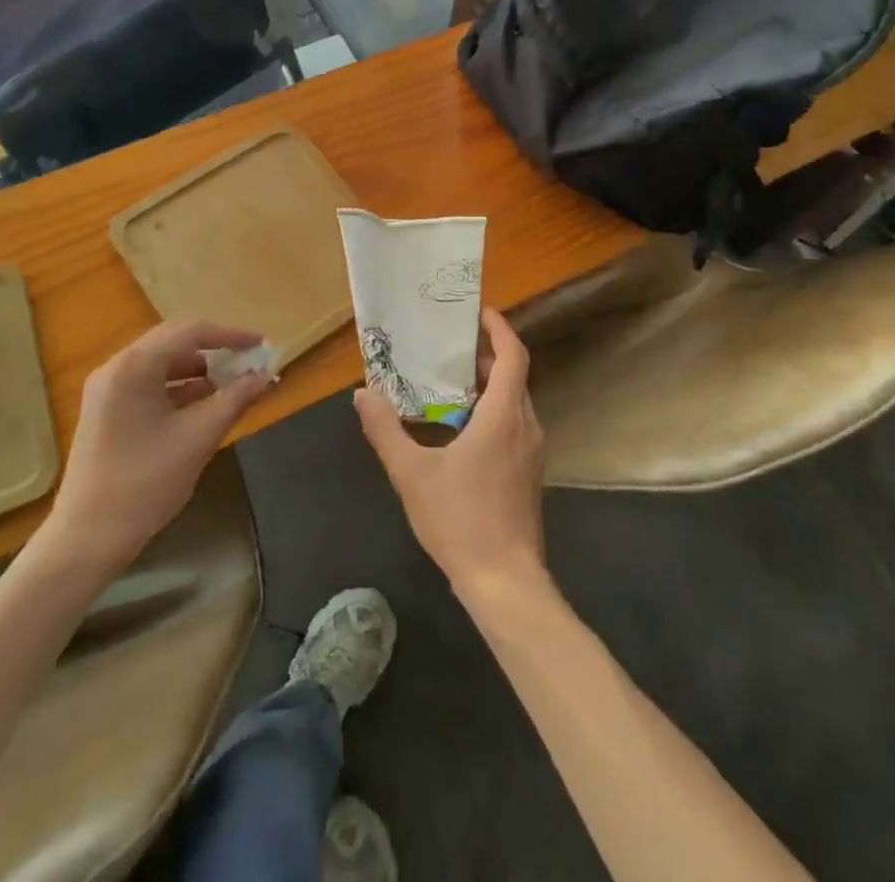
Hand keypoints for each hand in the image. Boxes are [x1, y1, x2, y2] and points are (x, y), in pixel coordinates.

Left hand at [46, 320, 273, 571]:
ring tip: (235, 385)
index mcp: (134, 366)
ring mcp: (108, 390)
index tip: (262, 346)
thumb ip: (234, 400)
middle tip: (250, 362)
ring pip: (163, 363)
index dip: (230, 335)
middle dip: (216, 350)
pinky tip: (207, 405)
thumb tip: (265, 376)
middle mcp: (117, 367)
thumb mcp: (198, 438)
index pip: (191, 332)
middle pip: (174, 342)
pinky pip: (151, 384)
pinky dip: (181, 388)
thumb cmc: (144, 484)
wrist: (86, 539)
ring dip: (200, 370)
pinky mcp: (108, 411)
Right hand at [354, 308, 547, 603]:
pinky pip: (514, 424)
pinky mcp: (529, 472)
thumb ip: (385, 430)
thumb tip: (363, 394)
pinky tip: (460, 427)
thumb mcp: (411, 473)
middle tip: (448, 346)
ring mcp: (532, 451)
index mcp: (504, 416)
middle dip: (485, 355)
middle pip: (513, 375)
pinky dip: (492, 410)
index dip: (499, 329)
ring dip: (488, 385)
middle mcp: (525, 425)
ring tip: (448, 381)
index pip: (513, 355)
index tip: (479, 311)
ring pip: (514, 401)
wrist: (505, 582)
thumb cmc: (461, 520)